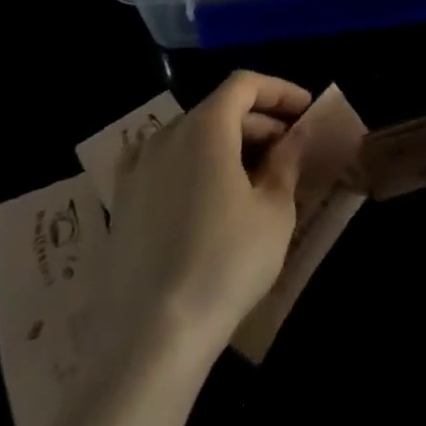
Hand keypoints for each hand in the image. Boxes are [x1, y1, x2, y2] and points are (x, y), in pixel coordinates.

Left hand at [100, 71, 312, 357]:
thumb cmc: (224, 264)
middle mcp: (165, 136)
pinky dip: (193, 166)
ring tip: (254, 177)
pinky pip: (164, 165)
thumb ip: (286, 162)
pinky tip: (207, 198)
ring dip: (226, 144)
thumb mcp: (274, 211)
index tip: (305, 110)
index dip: (279, 91)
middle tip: (288, 150)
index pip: (244, 84)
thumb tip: (296, 134)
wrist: (149, 341)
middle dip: (258, 122)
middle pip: (218, 109)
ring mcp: (136, 170)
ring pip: (190, 137)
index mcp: (204, 127)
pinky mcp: (120, 205)